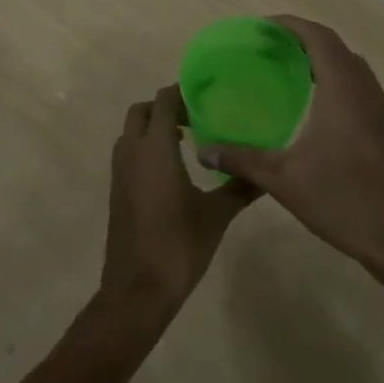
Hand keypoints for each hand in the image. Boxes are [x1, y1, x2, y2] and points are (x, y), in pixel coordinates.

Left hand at [100, 86, 256, 321]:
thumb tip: (266, 171)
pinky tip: (173, 169)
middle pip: (142, 112)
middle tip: (196, 118)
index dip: (182, 93)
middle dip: (165, 108)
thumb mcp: (216, 215)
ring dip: (154, 128)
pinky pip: (128, 153)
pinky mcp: (117, 190)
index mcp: (155, 148)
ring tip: (187, 140)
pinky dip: (146, 147)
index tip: (207, 95)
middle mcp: (132, 152)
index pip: (163, 101)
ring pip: (132, 132)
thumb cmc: (178, 245)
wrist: (137, 290)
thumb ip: (239, 187)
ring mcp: (120, 171)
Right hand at [198, 16, 383, 276]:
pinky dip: (336, 79)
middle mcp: (365, 90)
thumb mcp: (283, 180)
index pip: (318, 37)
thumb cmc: (343, 201)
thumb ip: (241, 159)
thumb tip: (203, 151)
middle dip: (302, 39)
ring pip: (351, 66)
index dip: (291, 25)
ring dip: (322, 59)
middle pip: (335, 46)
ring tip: (288, 70)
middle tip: (268, 47)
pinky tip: (316, 107)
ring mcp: (381, 110)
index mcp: (342, 90)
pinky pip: (360, 87)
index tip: (262, 27)